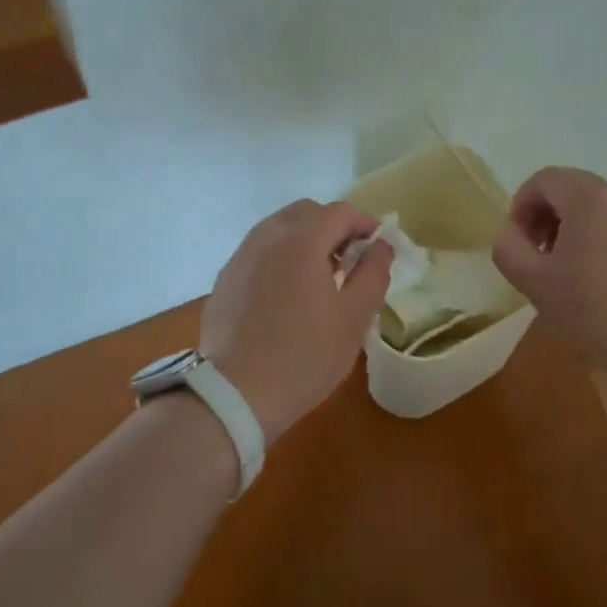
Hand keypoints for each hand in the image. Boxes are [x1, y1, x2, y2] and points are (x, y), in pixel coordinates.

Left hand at [201, 200, 394, 440]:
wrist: (235, 394)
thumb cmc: (304, 355)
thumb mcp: (354, 317)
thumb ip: (373, 273)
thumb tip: (380, 246)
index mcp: (302, 239)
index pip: (340, 212)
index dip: (364, 223)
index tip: (376, 246)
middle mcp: (267, 236)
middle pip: (306, 212)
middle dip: (332, 226)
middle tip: (348, 259)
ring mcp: (241, 255)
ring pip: (279, 228)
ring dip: (304, 239)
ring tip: (318, 277)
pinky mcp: (226, 277)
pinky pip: (259, 251)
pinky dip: (280, 256)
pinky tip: (286, 293)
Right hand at [493, 167, 606, 380]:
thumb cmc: (594, 309)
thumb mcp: (534, 282)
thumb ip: (509, 249)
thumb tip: (511, 234)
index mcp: (586, 199)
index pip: (544, 179)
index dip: (521, 205)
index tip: (519, 242)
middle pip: (569, 187)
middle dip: (545, 213)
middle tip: (538, 252)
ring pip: (594, 206)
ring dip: (570, 226)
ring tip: (565, 269)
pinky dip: (596, 238)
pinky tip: (597, 281)